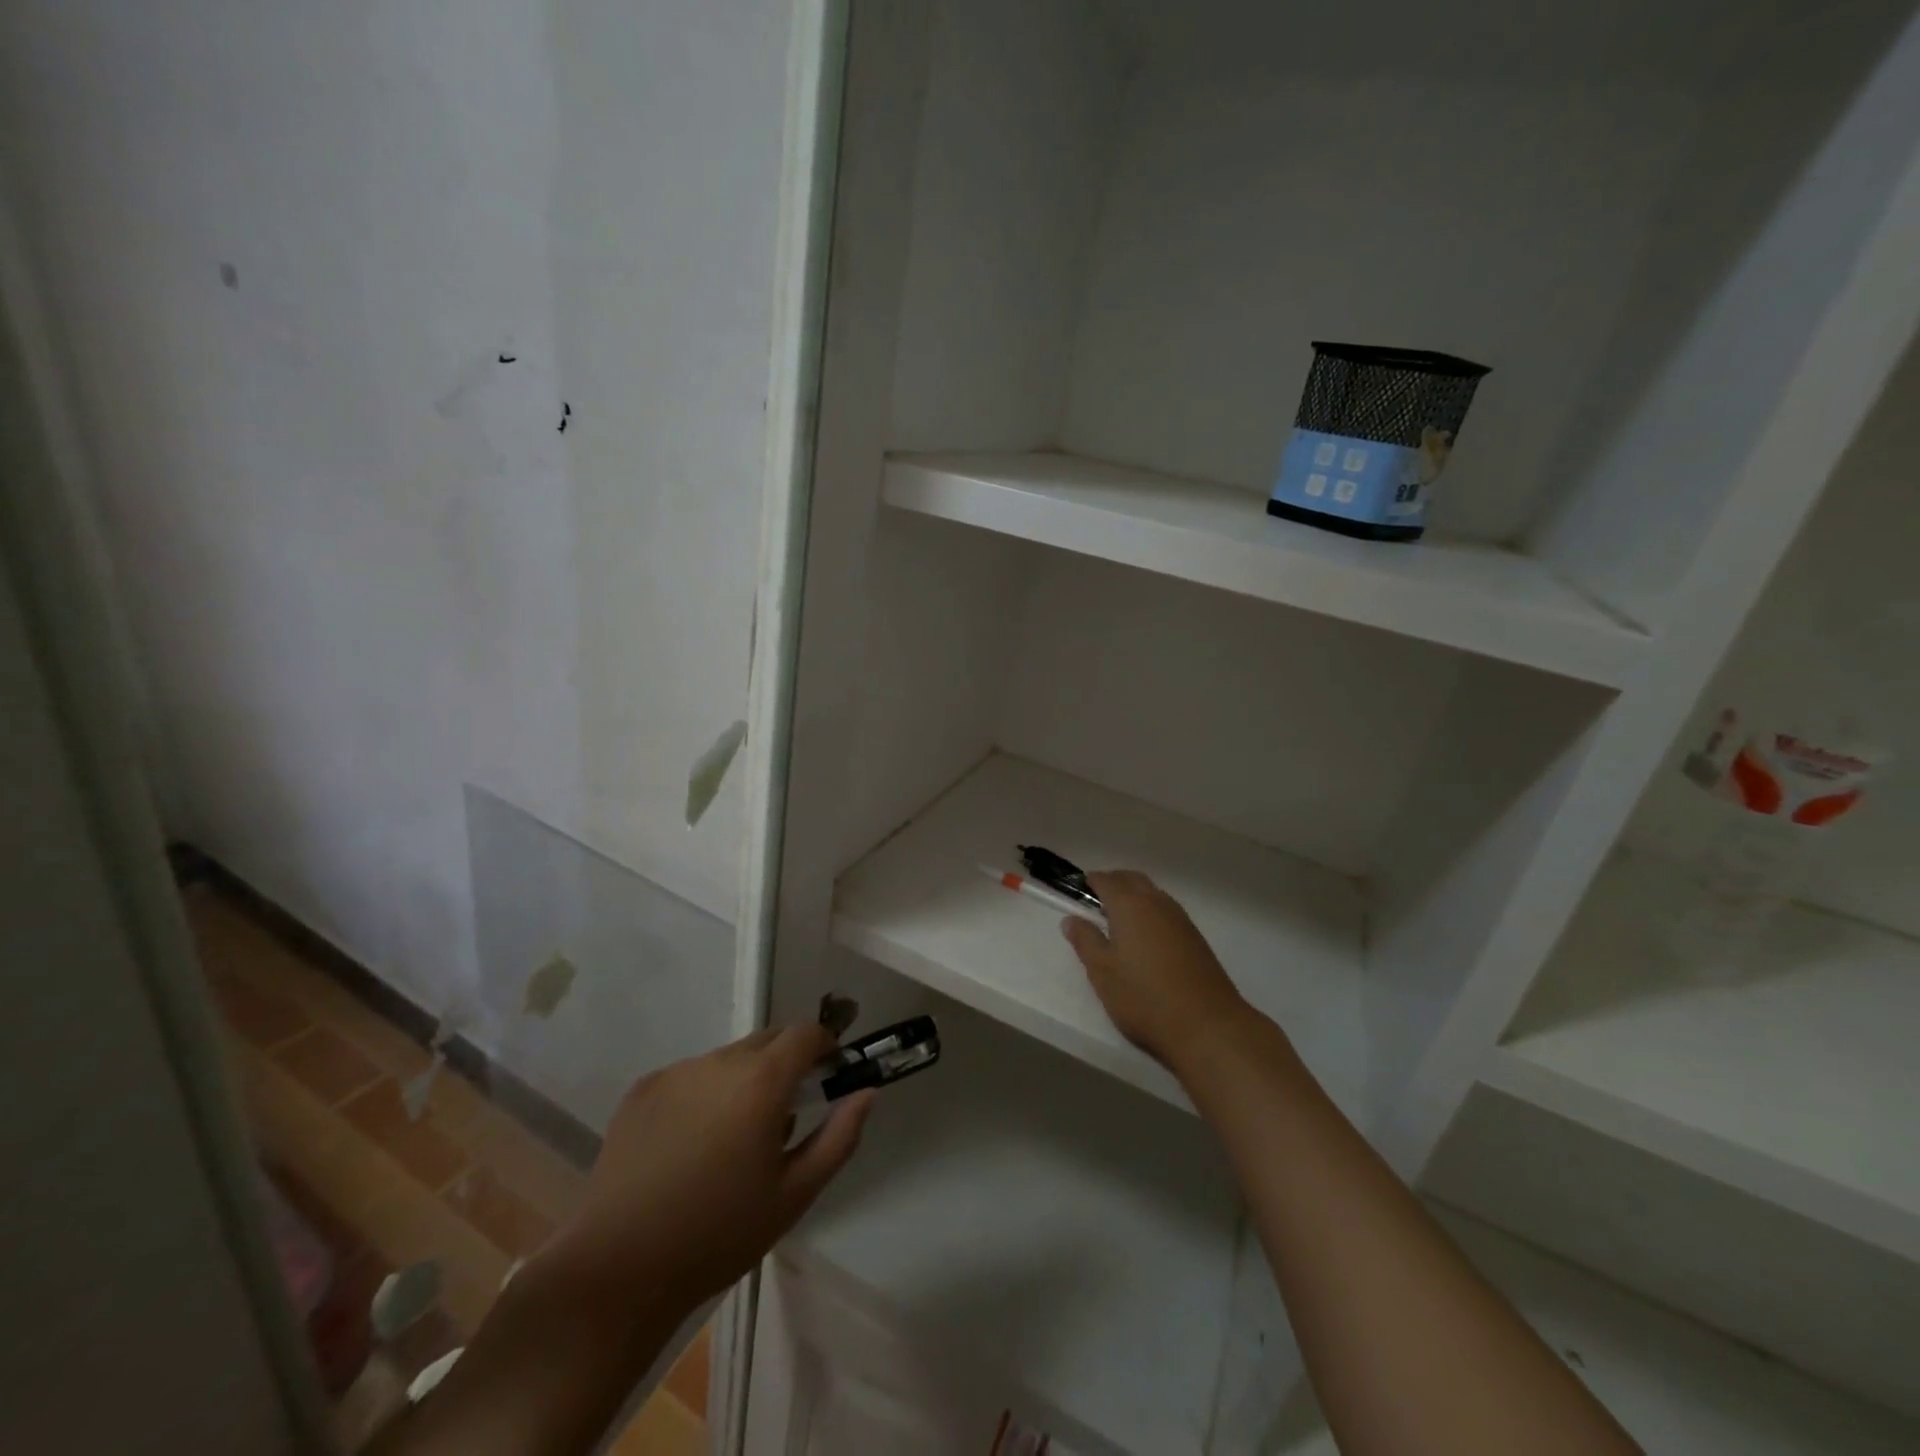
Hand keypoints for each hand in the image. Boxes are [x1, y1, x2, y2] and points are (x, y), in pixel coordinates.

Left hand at [552, 1025, 872, 1321]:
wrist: (616, 1269)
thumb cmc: (718, 1235)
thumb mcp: (794, 1194)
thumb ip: (839, 1137)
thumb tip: (865, 1092)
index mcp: (762, 1081)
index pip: (805, 1033)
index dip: (823, 1047)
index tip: (827, 1076)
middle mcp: (719, 1061)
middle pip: (766, 1041)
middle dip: (784, 1065)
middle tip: (781, 1117)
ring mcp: (676, 1072)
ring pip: (726, 1060)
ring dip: (741, 1081)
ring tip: (729, 1141)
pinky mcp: (641, 1090)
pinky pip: (688, 1077)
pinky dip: (702, 1095)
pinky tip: (687, 1147)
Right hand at [1063, 871, 1254, 1073]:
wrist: (1207, 1025)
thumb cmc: (1144, 997)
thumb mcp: (1103, 972)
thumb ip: (1085, 941)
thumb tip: (1071, 919)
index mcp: (1129, 906)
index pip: (1106, 880)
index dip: (1091, 881)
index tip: (1079, 888)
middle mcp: (1156, 903)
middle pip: (1132, 879)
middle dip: (1114, 882)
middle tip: (1097, 898)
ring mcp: (1180, 919)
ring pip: (1153, 893)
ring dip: (1135, 895)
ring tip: (1119, 917)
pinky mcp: (1195, 937)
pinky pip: (1167, 910)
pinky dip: (1151, 910)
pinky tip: (1146, 936)